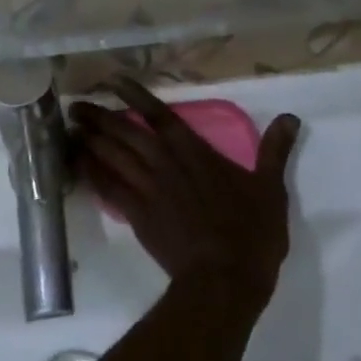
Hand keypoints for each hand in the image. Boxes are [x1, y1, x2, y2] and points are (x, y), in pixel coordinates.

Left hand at [70, 77, 299, 309]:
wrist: (223, 280)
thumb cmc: (249, 232)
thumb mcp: (270, 188)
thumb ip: (275, 150)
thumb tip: (291, 117)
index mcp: (193, 150)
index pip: (159, 113)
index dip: (135, 95)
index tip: (113, 80)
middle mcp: (164, 162)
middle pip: (124, 132)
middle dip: (99, 116)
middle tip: (75, 106)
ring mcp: (147, 188)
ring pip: (111, 156)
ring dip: (89, 139)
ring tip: (69, 127)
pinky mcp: (137, 215)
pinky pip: (107, 188)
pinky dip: (90, 173)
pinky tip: (76, 164)